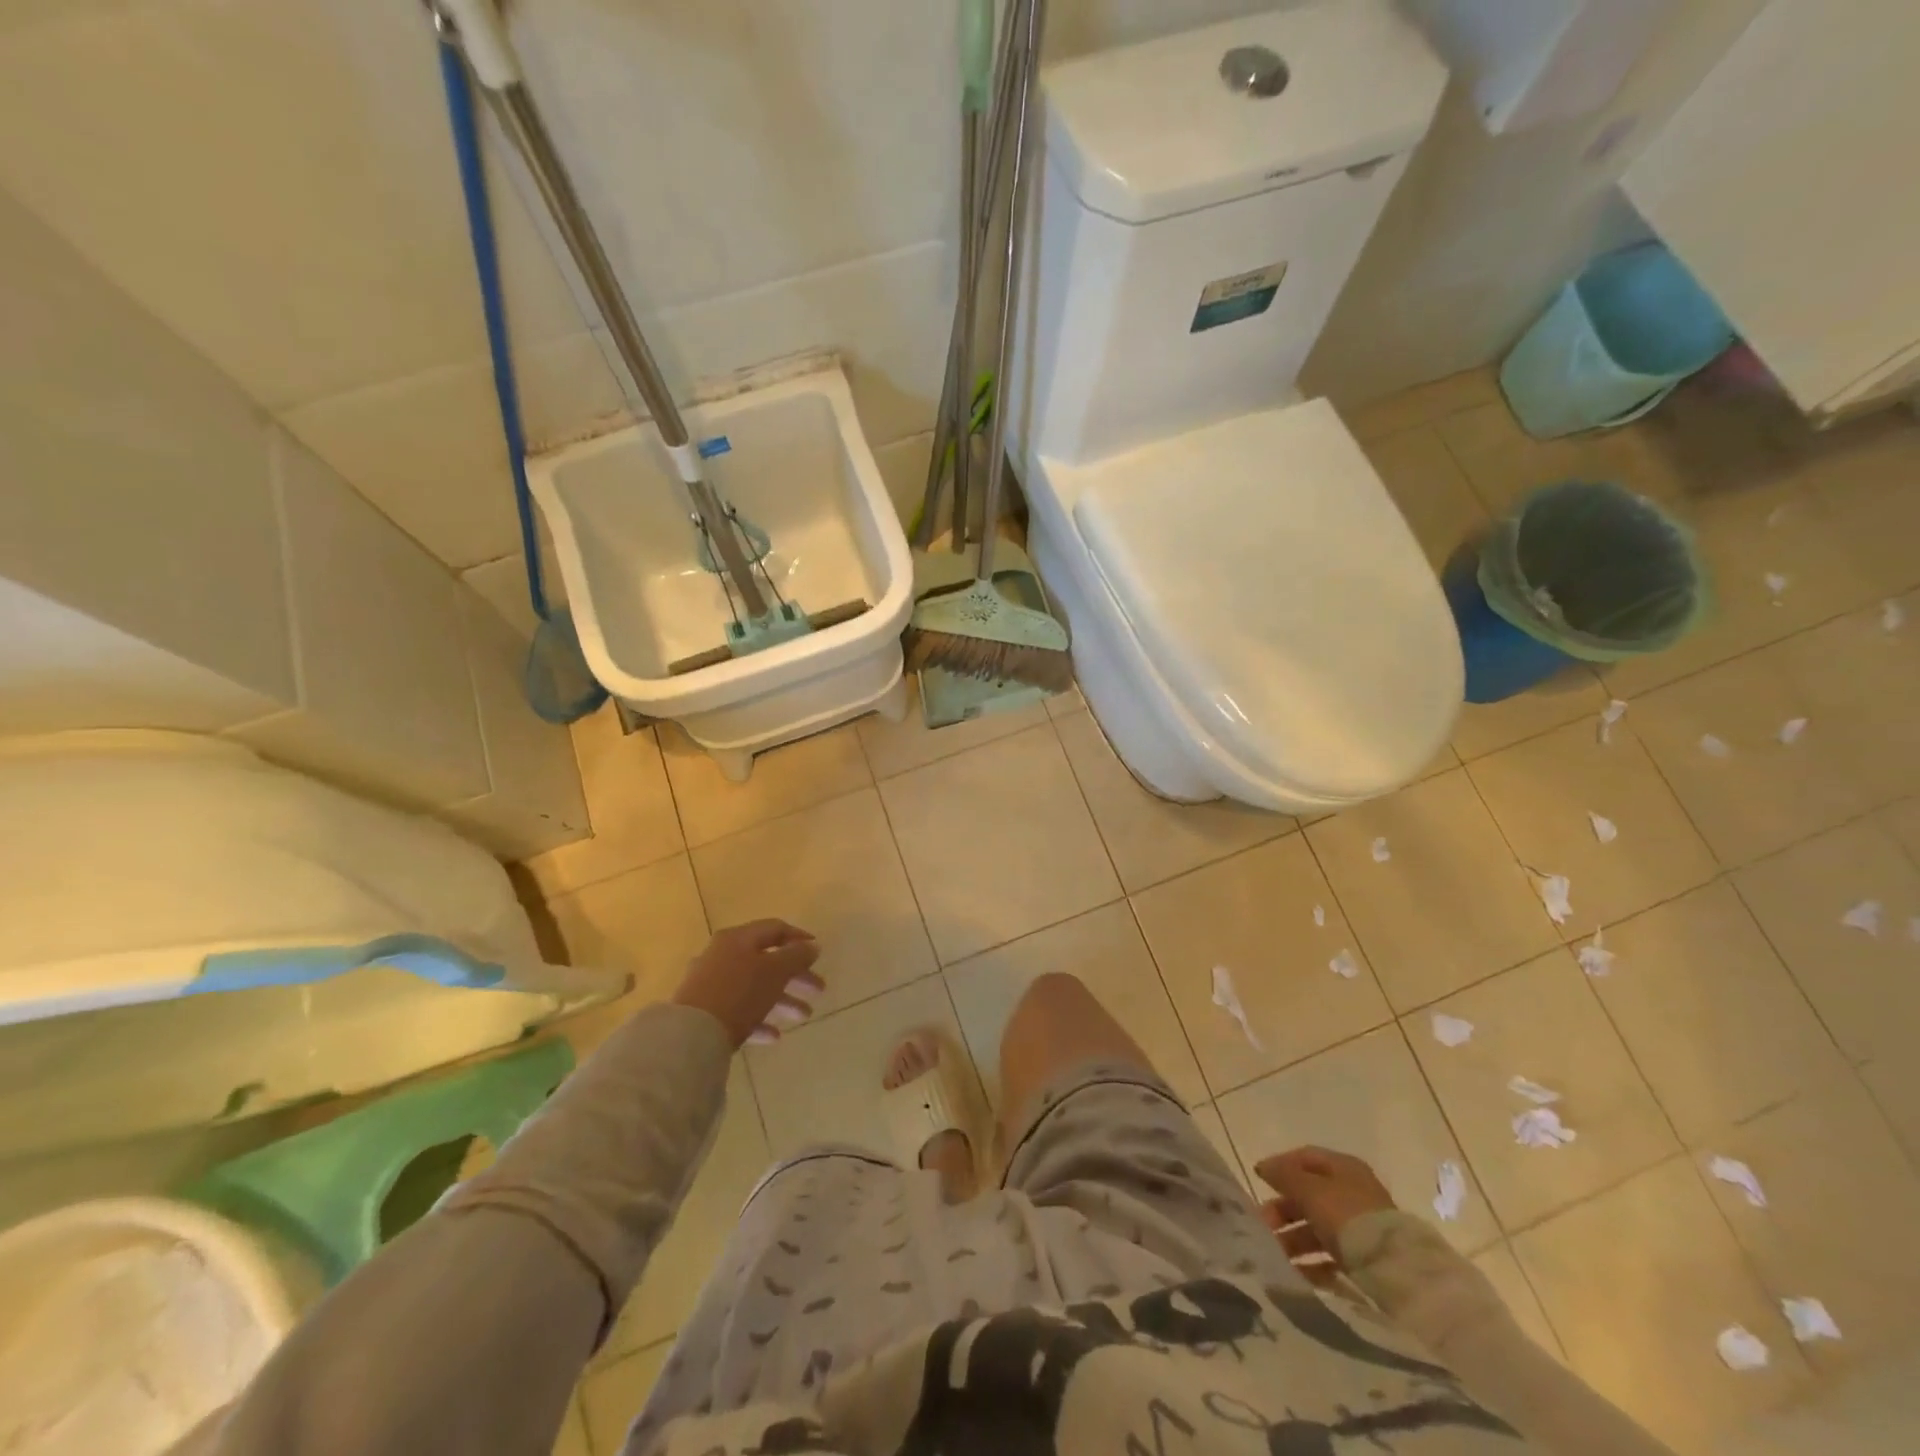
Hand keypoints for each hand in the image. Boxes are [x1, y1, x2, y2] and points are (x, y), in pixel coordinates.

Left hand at [672, 920, 823, 1048]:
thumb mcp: (775, 971)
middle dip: (796, 976)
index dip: (799, 938)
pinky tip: (774, 1036)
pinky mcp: (704, 1011)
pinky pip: (738, 1011)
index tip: (818, 952)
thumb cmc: (739, 993)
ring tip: (804, 1016)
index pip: (775, 929)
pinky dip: (758, 1020)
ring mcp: (711, 984)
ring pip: (754, 987)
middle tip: (818, 990)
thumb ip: (796, 956)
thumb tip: (812, 945)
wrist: (690, 1034)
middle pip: (766, 960)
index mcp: (738, 938)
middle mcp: (722, 955)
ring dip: (782, 1000)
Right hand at [1254, 1146, 1396, 1283]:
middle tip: (1263, 1225)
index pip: (1305, 1158)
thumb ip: (1284, 1176)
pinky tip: (1297, 1272)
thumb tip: (1263, 1166)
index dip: (1280, 1166)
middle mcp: (1353, 1192)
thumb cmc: (1348, 1216)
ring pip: (1318, 1226)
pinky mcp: (1366, 1258)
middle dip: (1283, 1209)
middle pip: (1309, 1194)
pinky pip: (1332, 1254)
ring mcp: (1361, 1226)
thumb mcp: (1310, 1190)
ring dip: (1294, 1238)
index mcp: (1344, 1167)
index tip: (1258, 1181)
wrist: (1397, 1270)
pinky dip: (1313, 1262)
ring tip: (1274, 1253)